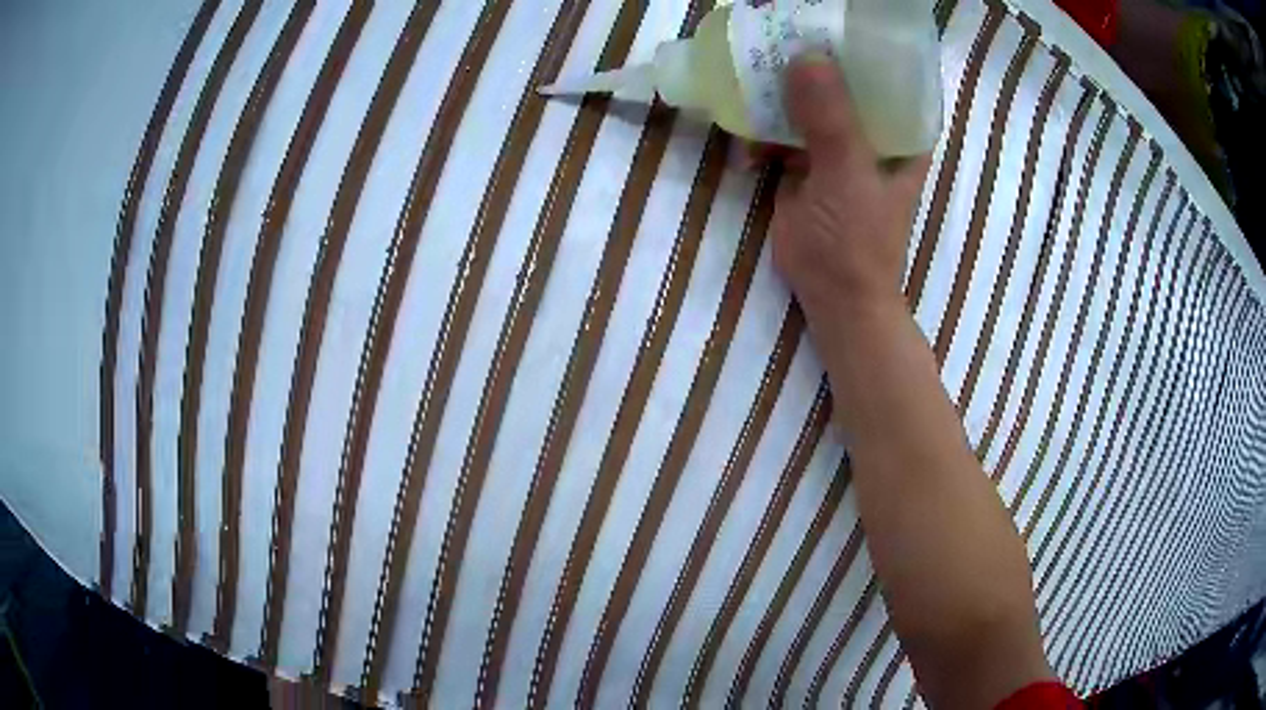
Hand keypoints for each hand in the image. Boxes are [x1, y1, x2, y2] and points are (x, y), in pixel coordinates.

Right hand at [770, 54, 930, 325]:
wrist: (832, 295)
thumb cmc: (857, 239)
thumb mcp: (847, 174)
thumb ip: (831, 119)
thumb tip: (805, 57)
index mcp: (899, 130)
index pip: (887, 71)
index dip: (860, 43)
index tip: (827, 20)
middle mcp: (871, 129)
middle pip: (840, 79)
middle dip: (808, 60)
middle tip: (773, 37)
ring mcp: (835, 143)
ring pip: (805, 100)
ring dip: (775, 94)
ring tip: (745, 85)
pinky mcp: (803, 161)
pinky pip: (780, 130)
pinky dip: (760, 133)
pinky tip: (745, 151)